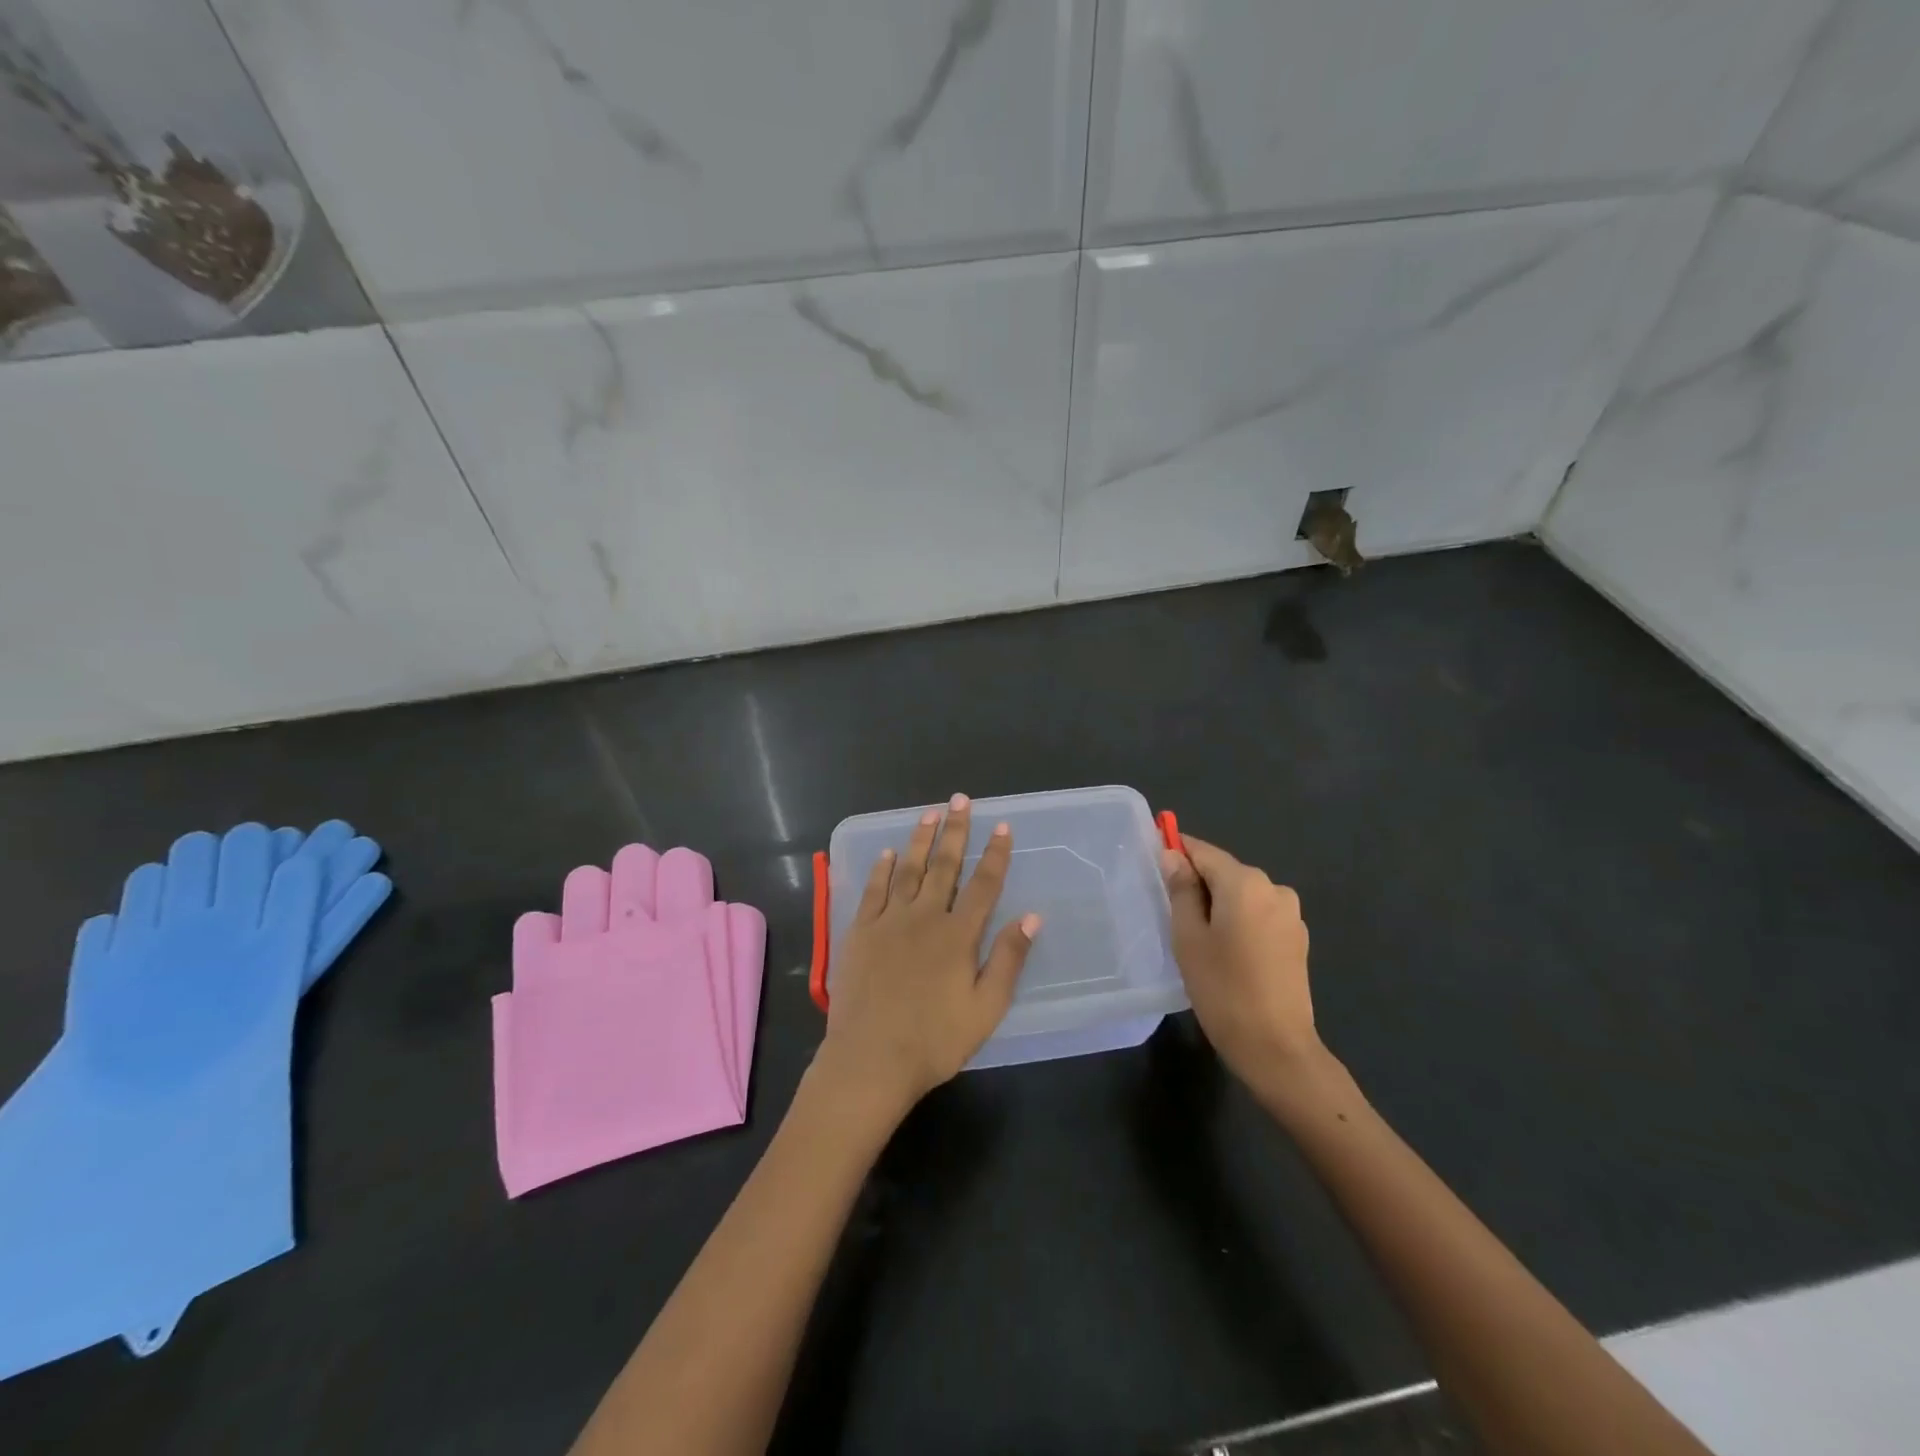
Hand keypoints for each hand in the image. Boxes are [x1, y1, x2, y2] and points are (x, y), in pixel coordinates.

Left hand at [816, 794, 1039, 1119]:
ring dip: (920, 839)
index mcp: (958, 935)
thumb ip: (1008, 959)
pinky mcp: (859, 931)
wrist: (870, 1060)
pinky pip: (872, 890)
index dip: (995, 854)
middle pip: (944, 866)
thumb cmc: (934, 1040)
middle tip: (960, 800)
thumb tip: (1032, 916)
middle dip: (955, 831)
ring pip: (907, 869)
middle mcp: (924, 917)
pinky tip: (887, 853)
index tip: (1002, 826)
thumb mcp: (985, 1009)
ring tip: (930, 813)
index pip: (983, 884)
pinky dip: (881, 869)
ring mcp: (888, 921)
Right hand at [1163, 835, 1323, 1100]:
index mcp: (1245, 883)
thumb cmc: (1222, 989)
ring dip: (1220, 905)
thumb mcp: (1189, 937)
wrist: (1276, 1047)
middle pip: (1225, 872)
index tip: (1154, 859)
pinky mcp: (1297, 938)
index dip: (1177, 851)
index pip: (1203, 852)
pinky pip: (1259, 915)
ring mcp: (1290, 914)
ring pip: (1242, 895)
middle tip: (1172, 914)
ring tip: (1199, 939)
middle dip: (1198, 884)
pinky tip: (1228, 953)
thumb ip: (1181, 890)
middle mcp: (1273, 888)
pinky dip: (1240, 922)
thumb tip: (1173, 856)